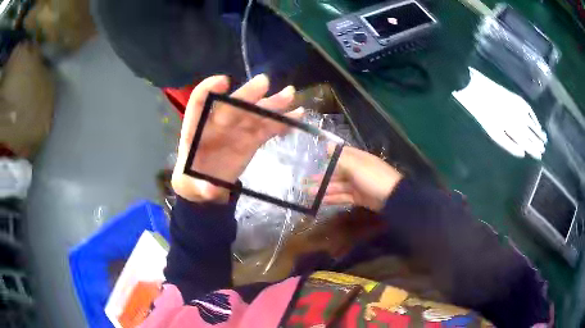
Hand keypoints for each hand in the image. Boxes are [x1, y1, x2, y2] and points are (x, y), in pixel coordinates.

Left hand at [172, 74, 300, 202]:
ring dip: (271, 104)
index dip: (209, 89)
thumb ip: (200, 187)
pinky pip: (267, 128)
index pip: (199, 102)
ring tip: (289, 95)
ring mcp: (236, 131)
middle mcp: (217, 125)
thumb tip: (210, 189)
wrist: (205, 186)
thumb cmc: (192, 180)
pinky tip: (297, 115)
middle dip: (247, 94)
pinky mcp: (250, 140)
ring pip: (254, 114)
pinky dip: (281, 123)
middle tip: (263, 82)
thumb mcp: (191, 187)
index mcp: (196, 129)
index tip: (224, 81)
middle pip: (232, 106)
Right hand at [310, 146, 402, 211]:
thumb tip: (327, 145)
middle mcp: (356, 170)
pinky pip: (342, 197)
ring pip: (337, 186)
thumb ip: (340, 158)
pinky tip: (320, 201)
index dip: (326, 157)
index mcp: (357, 159)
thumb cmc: (373, 178)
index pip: (339, 155)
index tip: (311, 160)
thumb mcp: (356, 166)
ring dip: (323, 189)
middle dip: (321, 176)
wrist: (392, 198)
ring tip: (307, 192)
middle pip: (336, 172)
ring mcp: (357, 184)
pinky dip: (332, 198)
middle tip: (304, 181)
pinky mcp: (358, 197)